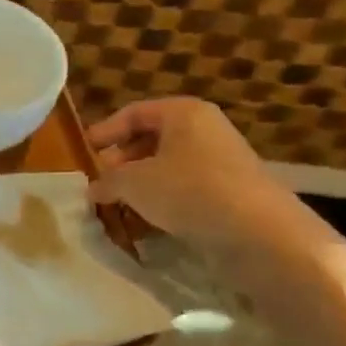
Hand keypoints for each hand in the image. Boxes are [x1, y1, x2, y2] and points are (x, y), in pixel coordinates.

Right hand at [86, 97, 305, 246]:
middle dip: (123, 158)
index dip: (106, 131)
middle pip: (153, 137)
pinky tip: (150, 218)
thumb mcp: (133, 182)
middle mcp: (206, 129)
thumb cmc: (189, 190)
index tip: (85, 150)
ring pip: (170, 164)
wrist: (261, 233)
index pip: (134, 113)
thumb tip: (94, 188)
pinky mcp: (233, 191)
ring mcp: (223, 160)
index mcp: (183, 113)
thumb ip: (108, 181)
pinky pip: (189, 186)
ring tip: (121, 201)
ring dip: (143, 181)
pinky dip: (166, 197)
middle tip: (102, 179)